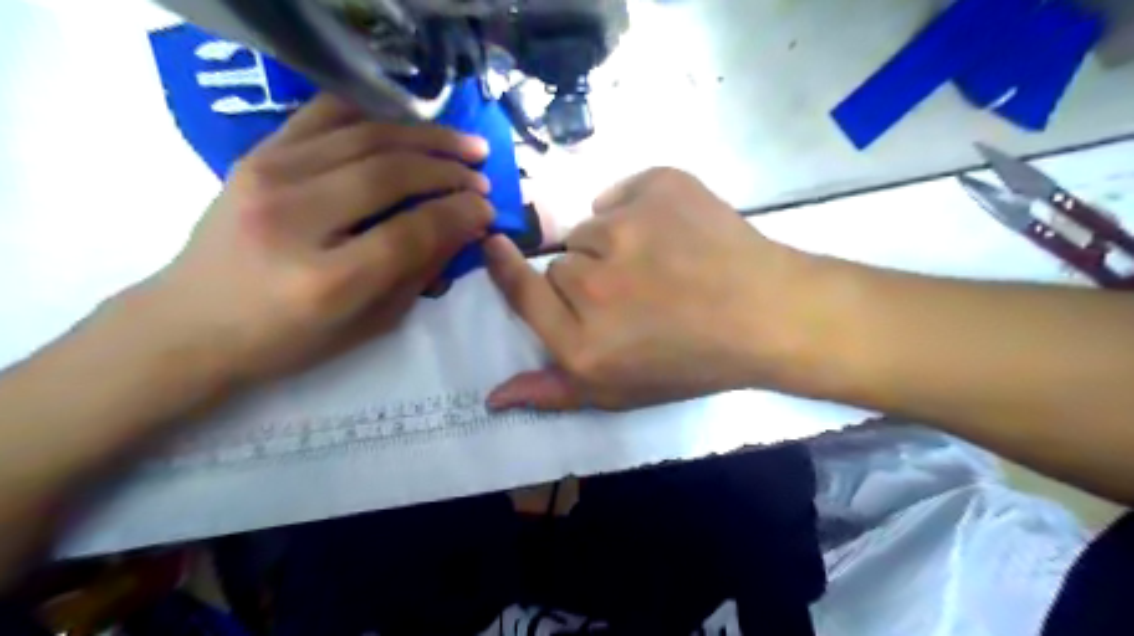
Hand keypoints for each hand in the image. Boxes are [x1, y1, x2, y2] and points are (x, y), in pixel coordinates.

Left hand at [139, 92, 491, 384]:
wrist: (193, 323)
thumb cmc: (289, 340)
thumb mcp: (369, 324)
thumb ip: (419, 273)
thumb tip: (463, 227)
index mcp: (326, 280)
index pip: (411, 230)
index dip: (459, 214)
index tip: (488, 209)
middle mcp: (294, 219)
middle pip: (389, 174)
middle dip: (448, 170)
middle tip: (482, 176)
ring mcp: (266, 177)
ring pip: (364, 135)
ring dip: (424, 136)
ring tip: (463, 144)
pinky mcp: (254, 155)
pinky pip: (325, 114)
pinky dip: (375, 113)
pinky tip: (408, 123)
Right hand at [483, 167, 800, 409]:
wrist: (768, 314)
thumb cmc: (694, 361)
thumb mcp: (621, 392)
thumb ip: (553, 392)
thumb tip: (492, 395)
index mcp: (581, 340)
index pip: (520, 291)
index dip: (504, 267)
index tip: (497, 246)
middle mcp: (592, 284)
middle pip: (560, 263)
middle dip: (586, 276)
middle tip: (633, 290)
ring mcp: (625, 229)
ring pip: (591, 228)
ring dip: (613, 242)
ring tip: (659, 262)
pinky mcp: (658, 188)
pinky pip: (622, 193)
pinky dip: (639, 207)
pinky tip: (672, 232)